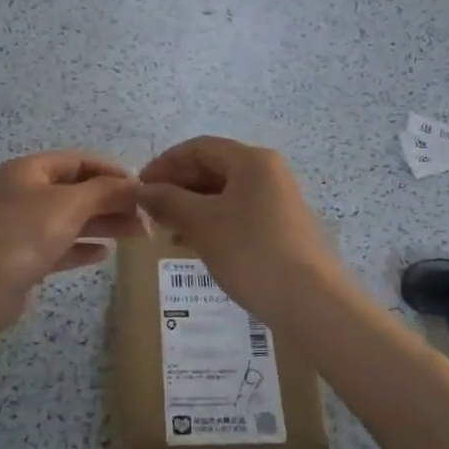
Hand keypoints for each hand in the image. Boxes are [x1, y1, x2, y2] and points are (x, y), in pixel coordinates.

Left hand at [0, 151, 146, 330]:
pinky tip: (105, 254)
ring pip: (71, 219)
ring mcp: (23, 226)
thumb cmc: (21, 236)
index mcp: (29, 170)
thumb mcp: (68, 205)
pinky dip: (82, 246)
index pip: (79, 161)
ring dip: (103, 224)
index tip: (142, 188)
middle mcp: (25, 193)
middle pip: (77, 190)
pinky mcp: (24, 257)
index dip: (112, 171)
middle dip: (112, 201)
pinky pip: (61, 246)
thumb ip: (105, 191)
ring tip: (136, 234)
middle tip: (146, 217)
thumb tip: (135, 185)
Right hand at [136, 137, 341, 319]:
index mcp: (252, 160)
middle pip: (213, 167)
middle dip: (178, 186)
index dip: (165, 163)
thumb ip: (168, 201)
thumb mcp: (202, 224)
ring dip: (192, 206)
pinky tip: (193, 243)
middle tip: (150, 211)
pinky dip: (212, 221)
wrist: (309, 301)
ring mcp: (278, 199)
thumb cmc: (250, 252)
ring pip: (225, 192)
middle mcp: (268, 172)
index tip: (139, 187)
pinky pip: (238, 212)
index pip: (199, 147)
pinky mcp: (281, 226)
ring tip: (166, 229)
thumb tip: (142, 190)